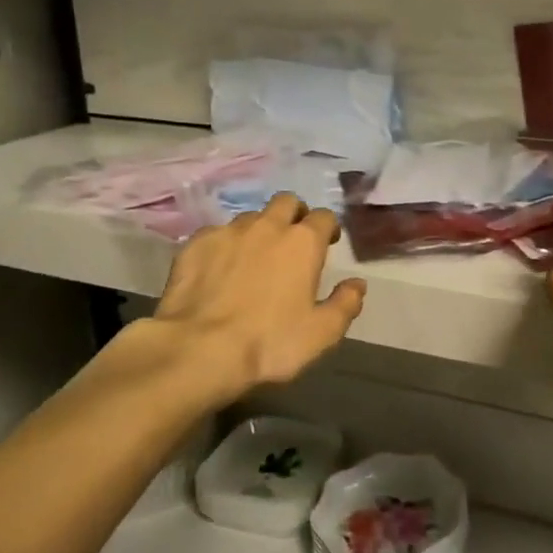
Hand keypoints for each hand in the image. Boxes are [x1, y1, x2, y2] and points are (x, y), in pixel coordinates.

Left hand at [142, 193, 365, 401]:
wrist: (197, 350)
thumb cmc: (269, 343)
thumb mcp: (321, 334)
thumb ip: (345, 304)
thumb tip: (357, 284)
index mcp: (303, 242)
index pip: (324, 217)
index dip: (328, 228)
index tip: (328, 243)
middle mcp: (268, 226)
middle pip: (287, 202)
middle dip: (294, 215)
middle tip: (292, 241)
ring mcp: (228, 232)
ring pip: (250, 217)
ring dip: (258, 230)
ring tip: (253, 257)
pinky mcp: (195, 244)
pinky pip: (216, 234)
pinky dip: (224, 246)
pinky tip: (218, 269)